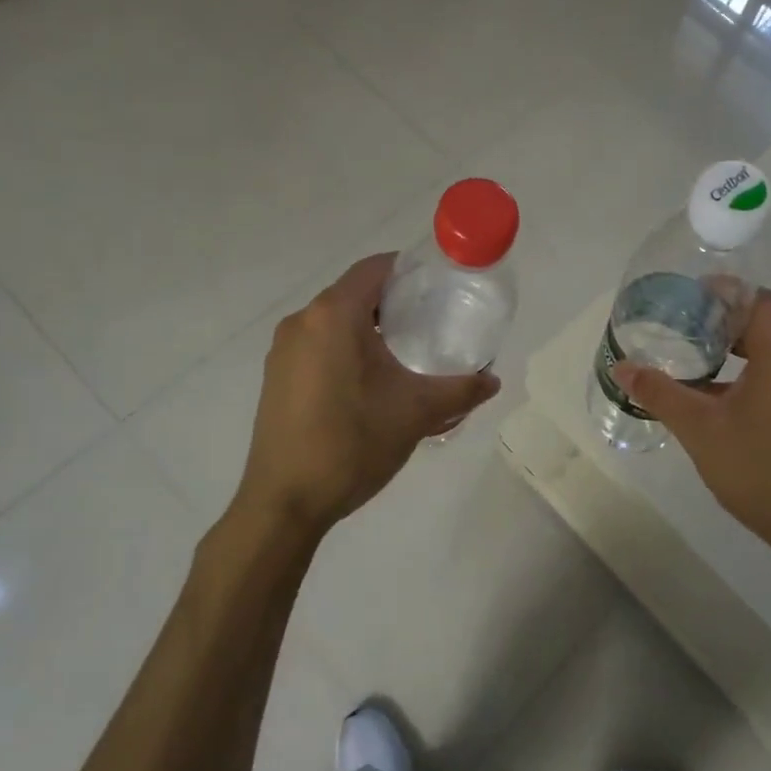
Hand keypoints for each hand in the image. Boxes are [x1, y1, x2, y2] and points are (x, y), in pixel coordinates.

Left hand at [234, 254, 499, 534]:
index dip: (409, 269)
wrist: (285, 502)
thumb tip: (493, 380)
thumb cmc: (351, 444)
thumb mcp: (416, 412)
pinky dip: (347, 348)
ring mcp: (283, 350)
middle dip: (394, 302)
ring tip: (407, 353)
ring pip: (335, 321)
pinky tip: (371, 382)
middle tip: (432, 322)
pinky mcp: (276, 376)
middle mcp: (302, 321)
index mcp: (332, 315)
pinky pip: (318, 345)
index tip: (440, 286)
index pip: (375, 267)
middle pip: (355, 292)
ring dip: (369, 327)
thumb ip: (460, 390)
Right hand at [613, 291, 770, 575]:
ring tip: (695, 369)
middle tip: (681, 332)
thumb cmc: (760, 471)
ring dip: (735, 357)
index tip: (690, 297)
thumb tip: (622, 367)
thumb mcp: (700, 431)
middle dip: (722, 326)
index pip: (759, 300)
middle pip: (764, 327)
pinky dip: (750, 381)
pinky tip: (721, 408)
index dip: (726, 291)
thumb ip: (661, 394)